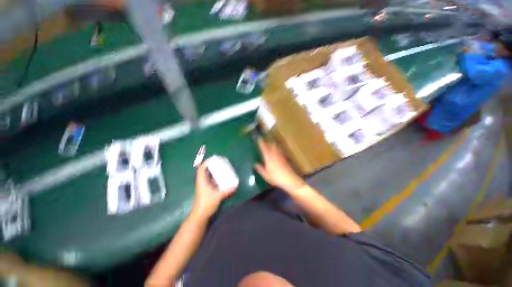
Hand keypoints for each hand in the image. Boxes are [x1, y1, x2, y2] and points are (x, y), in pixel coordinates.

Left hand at [191, 163, 236, 219]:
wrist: (200, 216)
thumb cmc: (206, 204)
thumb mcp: (218, 196)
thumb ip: (227, 190)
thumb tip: (236, 185)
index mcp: (202, 181)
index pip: (201, 169)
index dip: (206, 162)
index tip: (213, 158)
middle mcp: (202, 182)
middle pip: (204, 171)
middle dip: (211, 165)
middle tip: (219, 162)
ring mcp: (204, 187)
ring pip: (207, 176)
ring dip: (213, 171)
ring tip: (221, 168)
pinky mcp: (207, 191)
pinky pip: (211, 181)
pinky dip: (215, 178)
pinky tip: (222, 178)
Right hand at [254, 139, 304, 192]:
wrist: (289, 179)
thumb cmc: (275, 177)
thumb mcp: (265, 175)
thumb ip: (260, 169)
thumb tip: (255, 164)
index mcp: (268, 158)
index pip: (264, 148)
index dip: (261, 143)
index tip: (259, 139)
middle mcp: (274, 155)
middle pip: (271, 145)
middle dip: (268, 142)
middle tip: (264, 141)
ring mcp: (280, 156)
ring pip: (276, 148)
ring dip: (272, 145)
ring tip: (270, 144)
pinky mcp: (284, 159)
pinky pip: (279, 151)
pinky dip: (277, 150)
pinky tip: (276, 152)